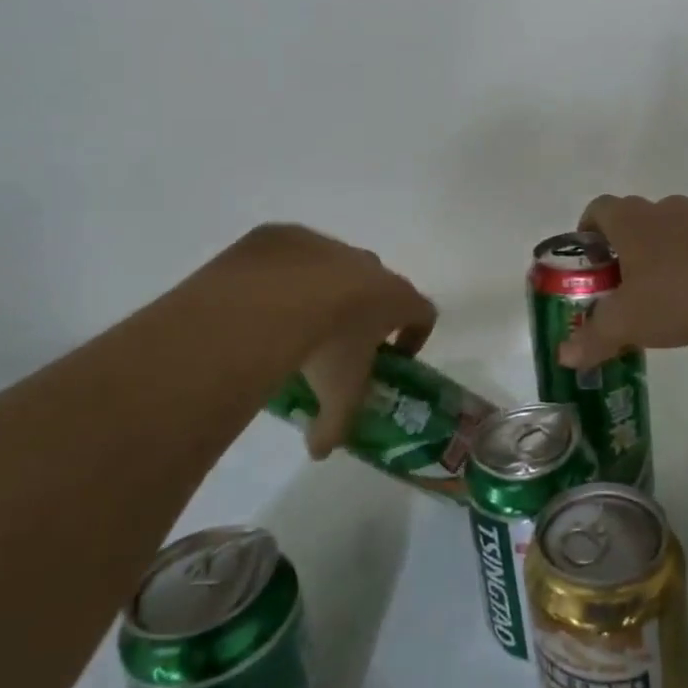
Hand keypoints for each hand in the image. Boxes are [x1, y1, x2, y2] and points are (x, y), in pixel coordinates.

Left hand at [221, 224, 436, 458]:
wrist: (271, 298)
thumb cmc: (326, 345)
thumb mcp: (336, 393)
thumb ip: (334, 425)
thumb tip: (320, 451)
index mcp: (395, 297)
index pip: (424, 312)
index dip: (415, 334)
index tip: (395, 356)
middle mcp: (369, 266)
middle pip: (380, 287)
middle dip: (366, 312)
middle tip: (341, 343)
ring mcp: (328, 246)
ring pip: (336, 268)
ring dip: (325, 291)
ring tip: (295, 323)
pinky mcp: (288, 236)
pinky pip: (294, 257)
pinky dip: (286, 277)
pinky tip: (263, 303)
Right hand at [556, 195, 687, 369]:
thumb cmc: (679, 292)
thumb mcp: (627, 322)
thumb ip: (593, 338)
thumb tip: (564, 356)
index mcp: (629, 220)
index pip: (596, 209)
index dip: (586, 233)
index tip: (588, 262)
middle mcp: (661, 210)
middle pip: (631, 220)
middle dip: (620, 250)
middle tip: (617, 286)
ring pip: (666, 232)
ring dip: (657, 257)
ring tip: (656, 296)